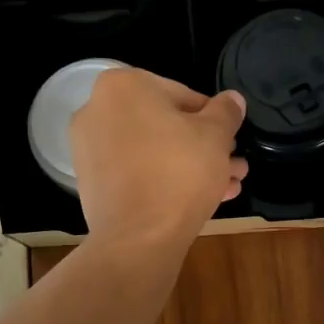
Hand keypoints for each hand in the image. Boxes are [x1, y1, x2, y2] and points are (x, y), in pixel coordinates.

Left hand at [71, 69, 247, 251]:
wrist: (139, 237)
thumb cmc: (180, 172)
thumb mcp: (216, 136)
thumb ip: (226, 112)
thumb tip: (233, 99)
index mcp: (124, 86)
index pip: (183, 94)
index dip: (214, 119)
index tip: (231, 140)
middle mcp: (97, 110)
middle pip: (165, 125)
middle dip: (204, 147)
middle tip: (233, 165)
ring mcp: (89, 149)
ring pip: (153, 152)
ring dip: (191, 166)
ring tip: (228, 186)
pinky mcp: (92, 184)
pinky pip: (136, 173)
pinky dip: (164, 181)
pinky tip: (202, 200)